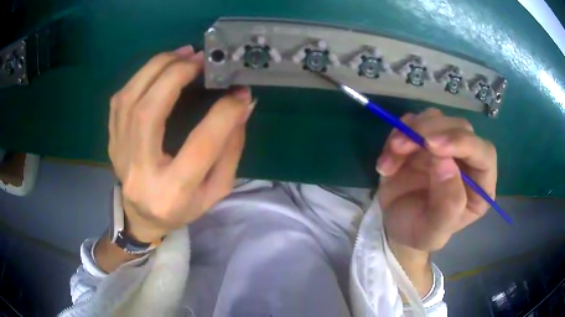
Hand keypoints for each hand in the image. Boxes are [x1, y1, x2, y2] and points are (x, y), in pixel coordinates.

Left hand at [108, 45, 254, 242]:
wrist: (142, 218)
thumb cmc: (182, 208)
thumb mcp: (216, 190)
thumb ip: (231, 150)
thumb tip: (242, 105)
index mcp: (174, 192)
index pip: (201, 146)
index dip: (223, 113)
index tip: (239, 92)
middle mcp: (141, 173)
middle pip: (149, 113)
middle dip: (175, 75)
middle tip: (199, 58)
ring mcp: (120, 156)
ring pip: (129, 100)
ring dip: (156, 69)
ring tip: (181, 54)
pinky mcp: (112, 143)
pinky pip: (119, 102)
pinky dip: (139, 78)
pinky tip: (158, 69)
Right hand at [376, 108, 496, 250]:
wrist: (395, 226)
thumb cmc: (418, 232)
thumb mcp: (432, 233)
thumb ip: (447, 206)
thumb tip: (445, 162)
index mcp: (480, 186)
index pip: (484, 153)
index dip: (463, 143)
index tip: (432, 145)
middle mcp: (467, 160)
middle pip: (460, 127)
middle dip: (430, 131)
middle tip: (401, 146)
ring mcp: (446, 146)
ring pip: (436, 118)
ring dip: (410, 131)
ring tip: (392, 155)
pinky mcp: (424, 138)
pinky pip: (413, 122)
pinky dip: (398, 134)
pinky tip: (387, 160)